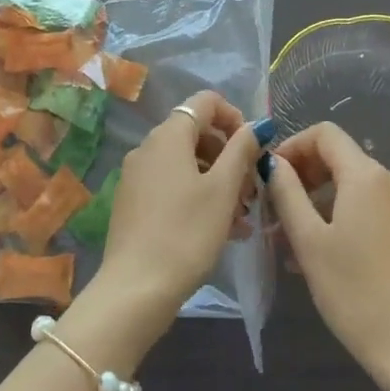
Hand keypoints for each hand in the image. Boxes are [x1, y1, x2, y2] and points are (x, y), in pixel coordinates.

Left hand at [93, 90, 258, 329]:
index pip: (206, 102)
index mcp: (169, 135)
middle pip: (196, 133)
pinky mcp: (133, 201)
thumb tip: (256, 125)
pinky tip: (220, 230)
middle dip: (229, 156)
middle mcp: (148, 146)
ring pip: (186, 163)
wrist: (135, 288)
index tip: (254, 149)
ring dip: (218, 181)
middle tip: (252, 191)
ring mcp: (137, 174)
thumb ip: (241, 150)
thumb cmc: (186, 233)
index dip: (235, 117)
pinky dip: (198, 196)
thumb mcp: (223, 190)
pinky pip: (172, 184)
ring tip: (241, 217)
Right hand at [267, 123, 389, 379]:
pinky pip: (371, 208)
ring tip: (293, 239)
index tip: (271, 176)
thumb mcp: (309, 241)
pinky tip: (324, 254)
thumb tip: (273, 163)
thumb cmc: (355, 292)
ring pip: (354, 187)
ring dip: (320, 201)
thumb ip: (287, 193)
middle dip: (304, 175)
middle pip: (340, 158)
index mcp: (366, 176)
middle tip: (276, 209)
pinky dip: (343, 216)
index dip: (293, 146)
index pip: (324, 134)